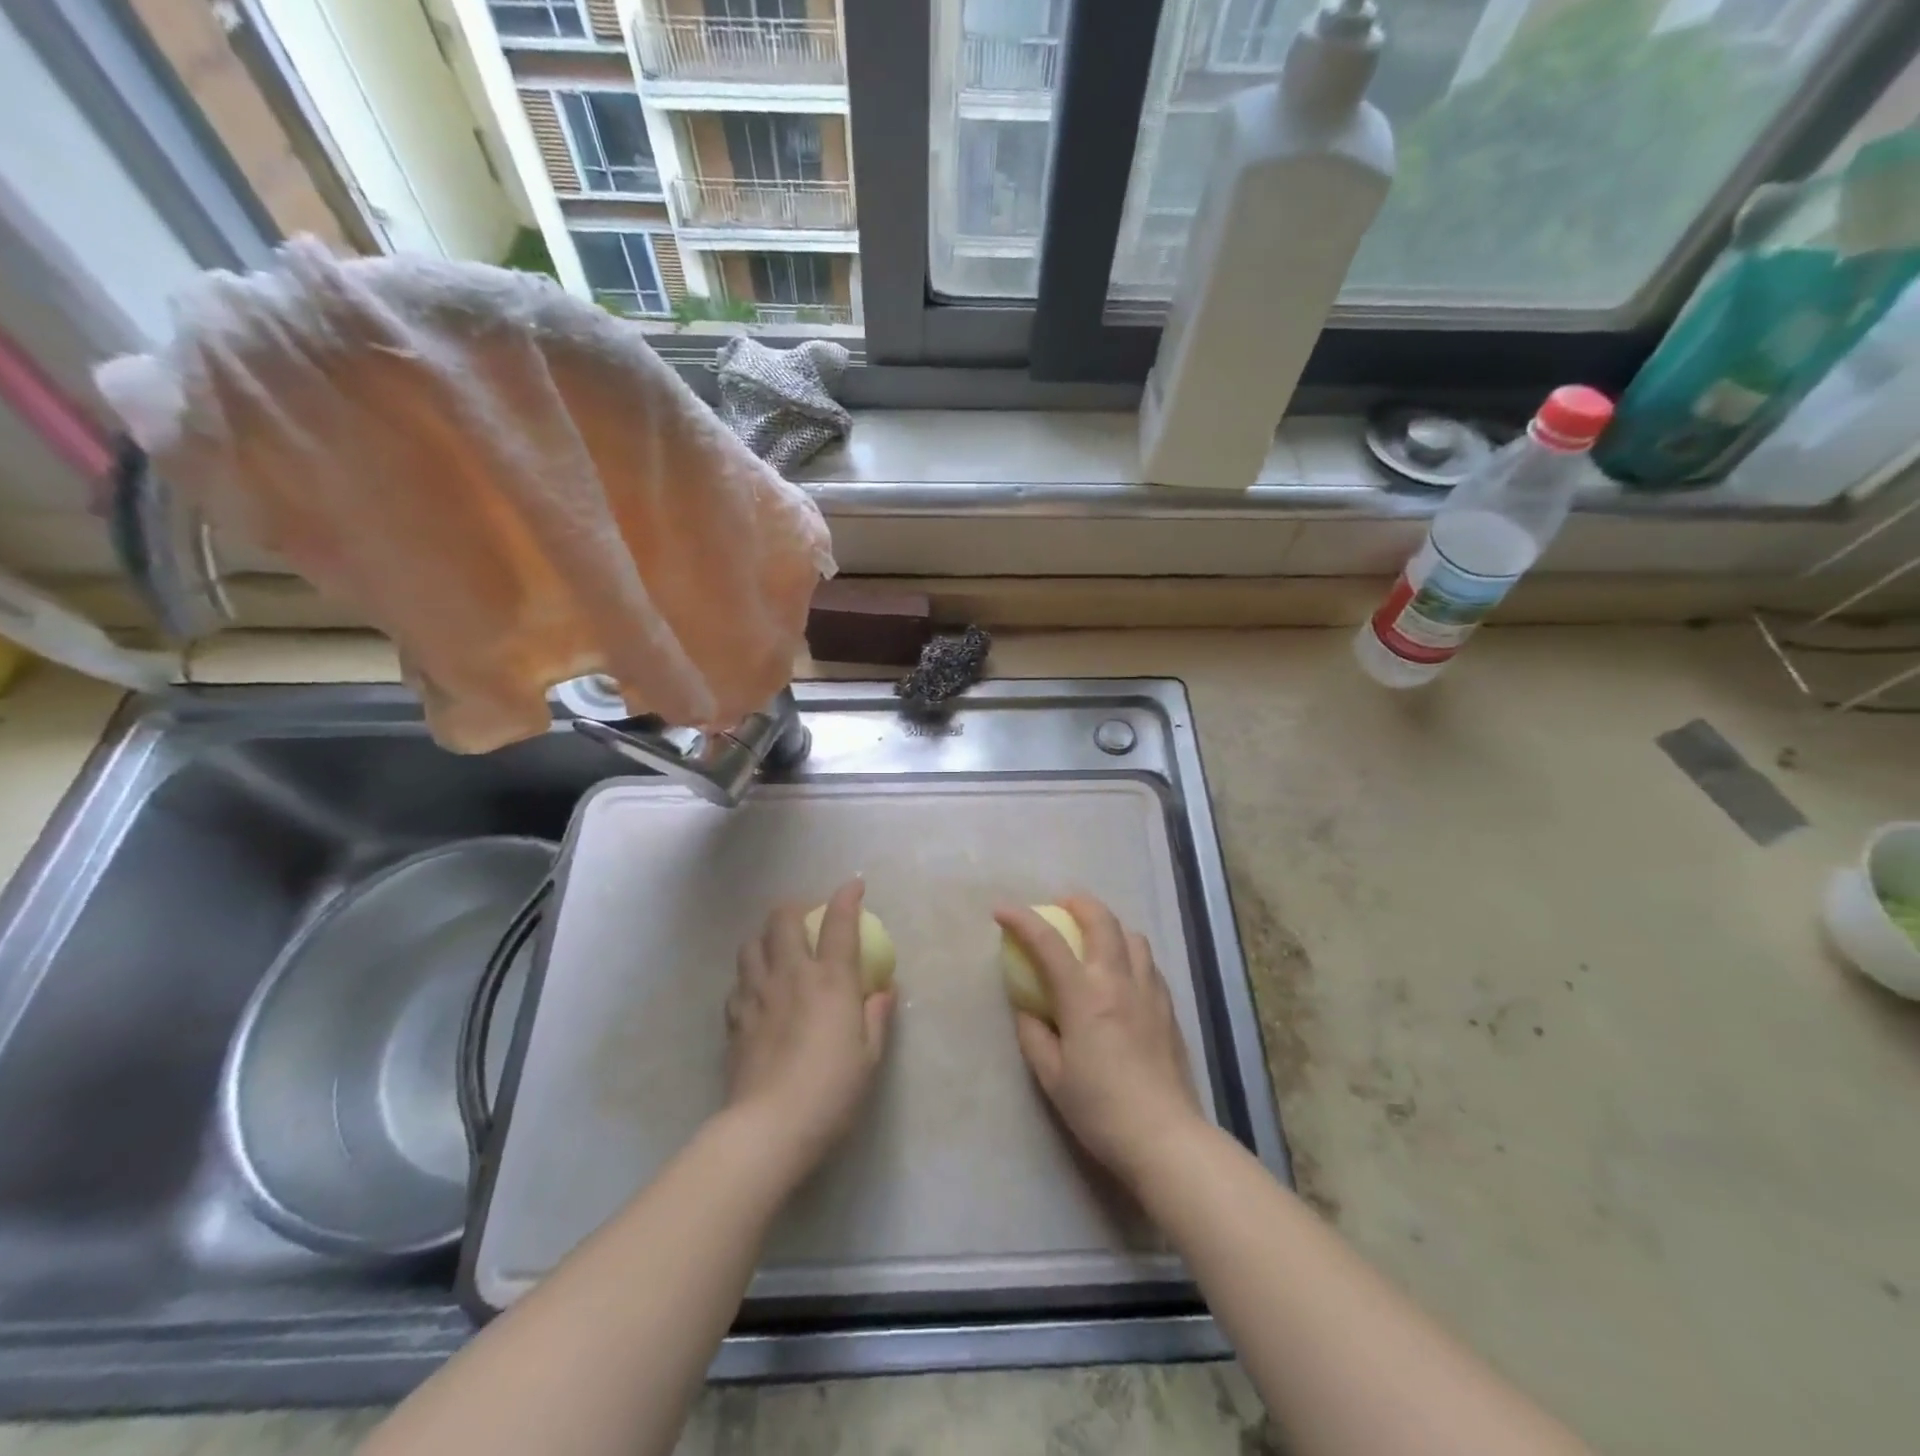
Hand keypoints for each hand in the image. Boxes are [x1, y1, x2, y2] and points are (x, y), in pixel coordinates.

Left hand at [724, 879, 893, 1176]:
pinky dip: (749, 975)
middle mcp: (790, 975)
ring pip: (751, 944)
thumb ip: (877, 1016)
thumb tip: (884, 989)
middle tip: (807, 917)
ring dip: (765, 937)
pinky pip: (738, 981)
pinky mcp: (734, 1018)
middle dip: (795, 906)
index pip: (839, 922)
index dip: (847, 897)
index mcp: (830, 980)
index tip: (854, 886)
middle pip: (782, 919)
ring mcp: (756, 994)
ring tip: (777, 948)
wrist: (768, 1128)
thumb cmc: (831, 1091)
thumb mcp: (869, 1057)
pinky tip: (758, 990)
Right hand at [996, 896, 1202, 1187]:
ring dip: (1108, 926)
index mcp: (1084, 996)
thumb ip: (1033, 1034)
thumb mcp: (1051, 1077)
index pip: (1047, 943)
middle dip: (1077, 903)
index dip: (1021, 920)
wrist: (1165, 1137)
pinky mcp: (1168, 1007)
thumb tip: (1027, 1008)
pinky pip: (1148, 963)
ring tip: (1093, 939)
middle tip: (1059, 907)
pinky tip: (1121, 975)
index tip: (1001, 910)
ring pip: (1132, 936)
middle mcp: (1118, 981)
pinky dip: (1129, 953)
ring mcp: (1149, 991)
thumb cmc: (1100, 1109)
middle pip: (1101, 920)